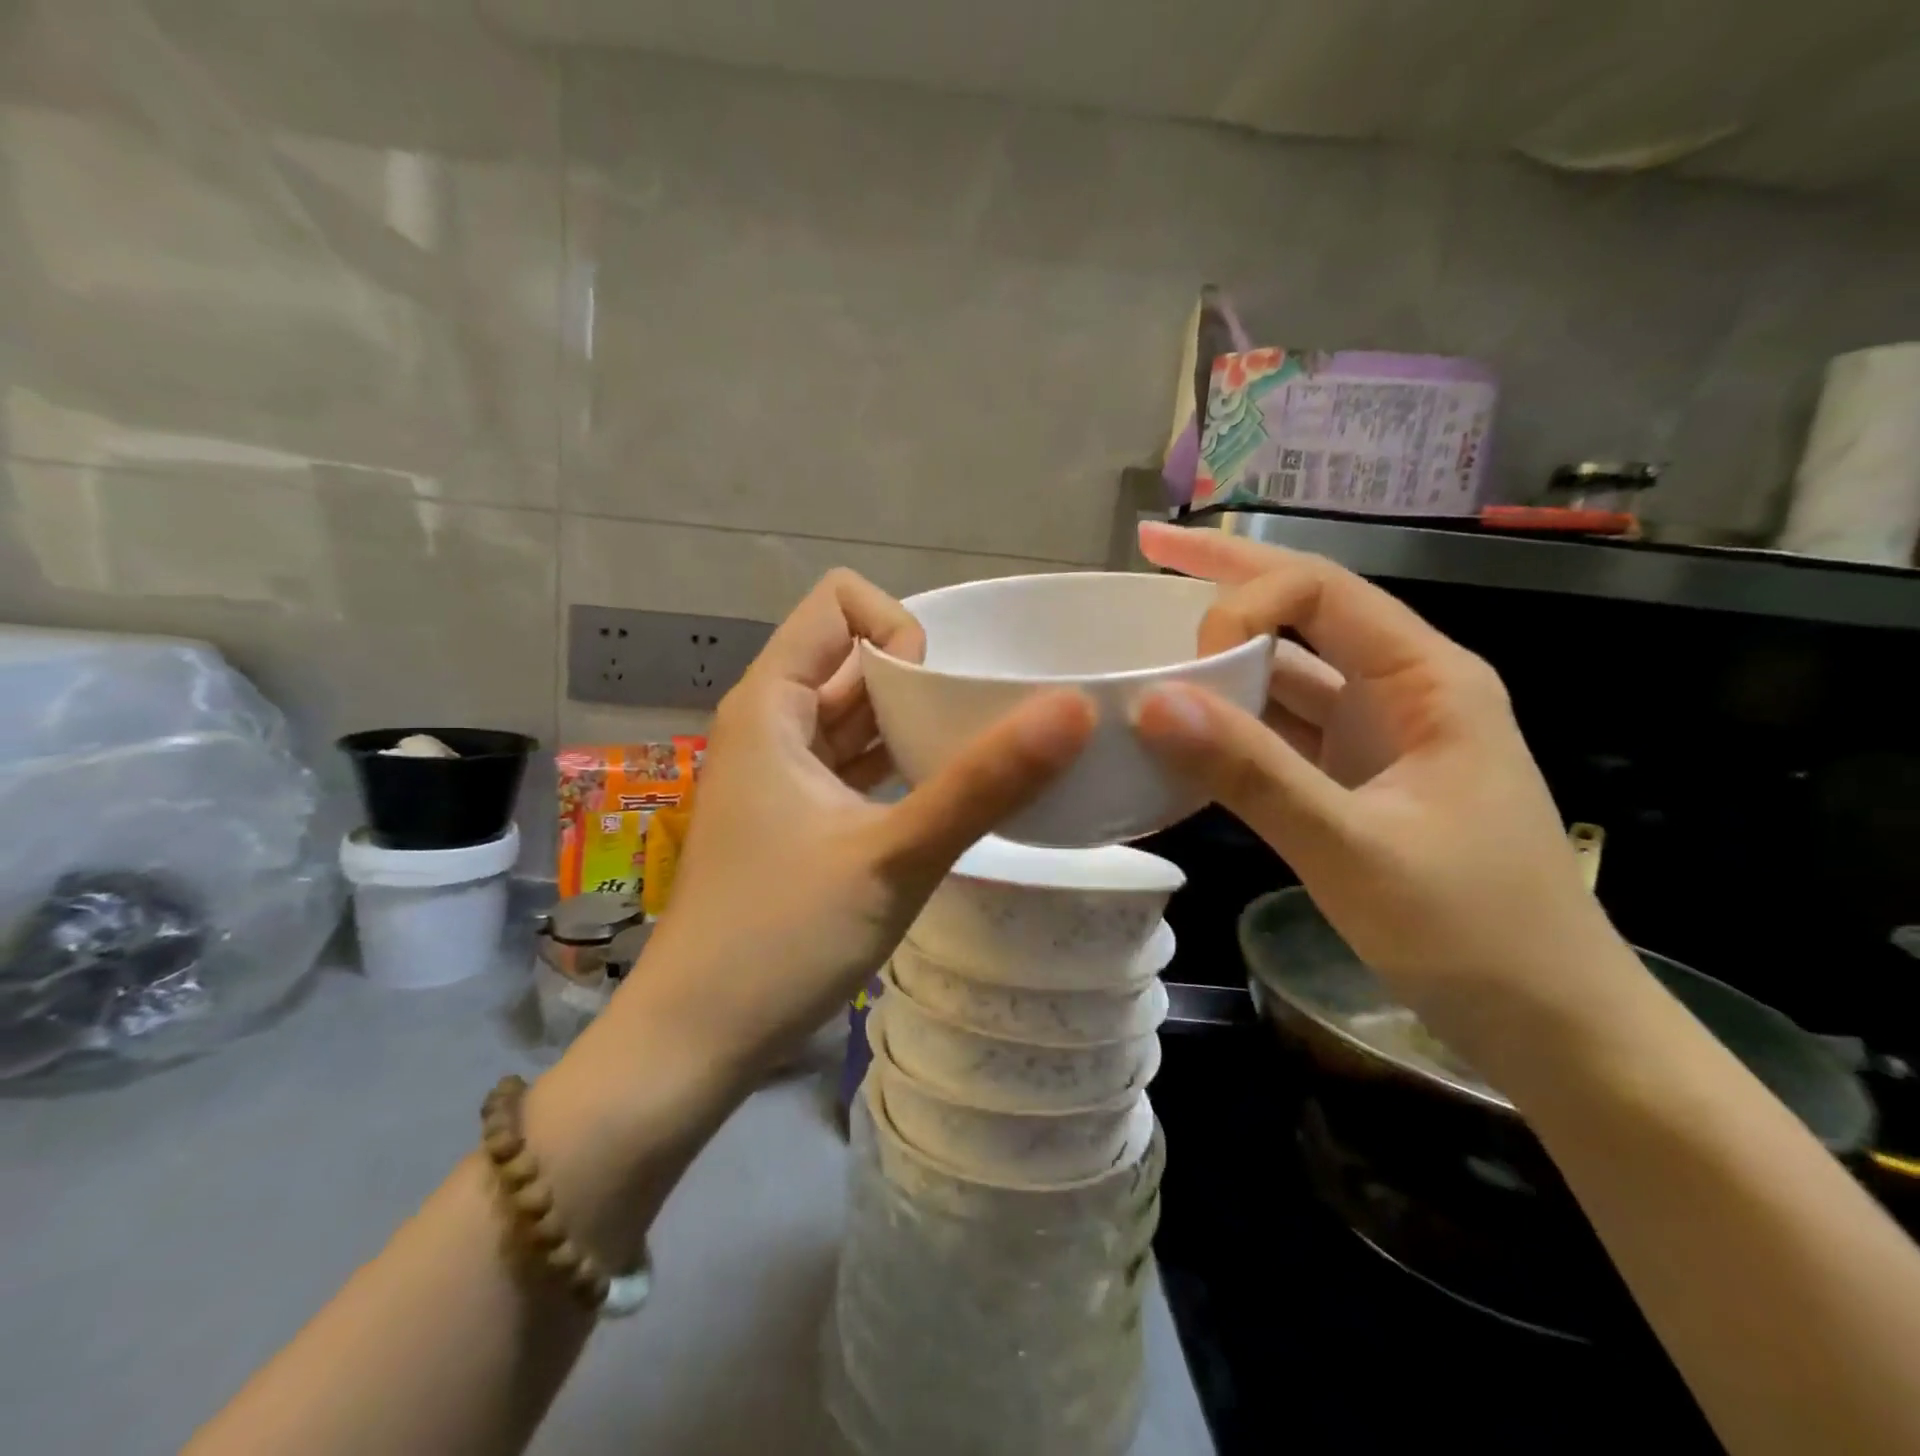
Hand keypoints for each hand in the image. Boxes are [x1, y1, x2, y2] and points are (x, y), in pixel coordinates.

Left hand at [634, 569, 1094, 1074]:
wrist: (695, 1040)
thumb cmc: (781, 939)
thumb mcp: (894, 857)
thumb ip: (983, 782)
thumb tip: (1074, 709)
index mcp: (772, 703)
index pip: (841, 603)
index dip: (900, 629)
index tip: (942, 696)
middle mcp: (772, 722)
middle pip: (856, 658)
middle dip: (924, 680)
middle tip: (988, 728)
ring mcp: (782, 773)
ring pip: (858, 715)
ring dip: (916, 726)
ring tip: (981, 759)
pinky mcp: (797, 817)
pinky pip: (855, 764)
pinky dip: (899, 766)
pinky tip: (946, 797)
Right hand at [1129, 523, 1621, 1047]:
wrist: (1550, 1024)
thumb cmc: (1474, 933)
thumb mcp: (1354, 852)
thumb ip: (1253, 774)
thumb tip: (1152, 703)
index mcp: (1427, 679)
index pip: (1322, 592)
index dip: (1244, 601)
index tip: (1184, 659)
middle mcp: (1402, 689)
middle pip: (1306, 610)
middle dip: (1227, 578)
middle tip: (1150, 548)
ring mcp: (1378, 735)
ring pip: (1289, 671)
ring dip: (1224, 653)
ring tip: (1152, 631)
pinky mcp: (1356, 778)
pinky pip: (1283, 730)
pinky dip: (1233, 721)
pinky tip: (1185, 723)